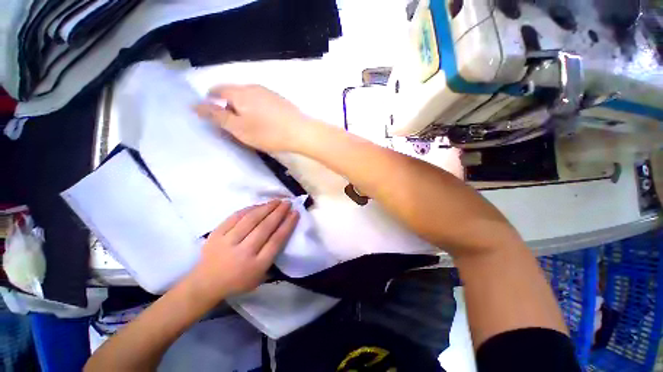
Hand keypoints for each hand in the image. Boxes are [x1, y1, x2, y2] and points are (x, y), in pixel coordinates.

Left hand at [186, 200, 298, 300]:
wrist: (205, 284)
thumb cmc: (238, 281)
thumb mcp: (260, 277)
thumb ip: (273, 257)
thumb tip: (283, 232)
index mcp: (256, 265)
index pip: (276, 240)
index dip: (288, 224)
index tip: (295, 213)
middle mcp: (243, 253)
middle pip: (265, 227)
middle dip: (279, 212)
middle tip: (287, 203)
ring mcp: (228, 242)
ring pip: (251, 220)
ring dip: (266, 208)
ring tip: (276, 201)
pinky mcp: (216, 235)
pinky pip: (235, 217)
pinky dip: (249, 209)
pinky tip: (259, 205)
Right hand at [194, 85, 310, 152]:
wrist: (301, 132)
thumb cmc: (268, 133)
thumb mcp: (239, 128)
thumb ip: (218, 116)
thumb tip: (197, 105)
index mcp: (240, 92)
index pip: (217, 90)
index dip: (210, 101)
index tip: (211, 115)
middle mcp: (253, 87)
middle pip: (233, 92)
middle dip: (227, 105)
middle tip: (230, 123)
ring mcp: (268, 92)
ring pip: (248, 97)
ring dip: (242, 107)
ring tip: (247, 124)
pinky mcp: (280, 100)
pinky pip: (261, 101)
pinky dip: (256, 109)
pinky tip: (262, 121)